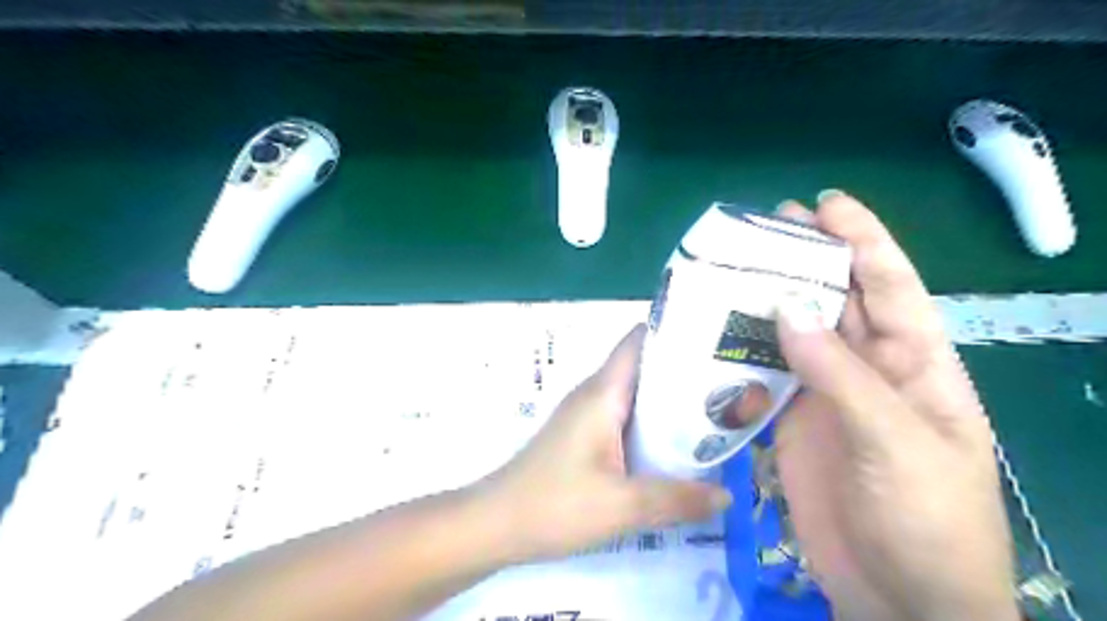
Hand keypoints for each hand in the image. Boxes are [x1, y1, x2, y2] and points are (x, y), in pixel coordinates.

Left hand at [478, 327, 732, 559]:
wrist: (496, 524)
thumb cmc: (554, 504)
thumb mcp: (622, 505)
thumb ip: (677, 499)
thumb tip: (727, 495)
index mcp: (603, 392)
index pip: (639, 340)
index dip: (675, 333)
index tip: (716, 343)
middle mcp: (595, 394)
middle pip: (644, 367)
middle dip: (684, 372)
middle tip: (730, 386)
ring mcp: (586, 415)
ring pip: (636, 395)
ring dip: (670, 401)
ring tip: (715, 414)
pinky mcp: (583, 436)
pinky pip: (625, 418)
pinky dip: (653, 424)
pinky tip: (677, 447)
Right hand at [772, 190, 1018, 619]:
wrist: (898, 598)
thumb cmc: (926, 519)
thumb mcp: (897, 442)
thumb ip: (841, 374)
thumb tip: (786, 308)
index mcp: (915, 364)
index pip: (890, 287)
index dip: (862, 241)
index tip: (825, 205)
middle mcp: (869, 369)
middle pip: (836, 301)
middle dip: (808, 258)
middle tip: (767, 225)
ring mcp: (827, 396)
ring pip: (795, 335)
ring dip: (767, 302)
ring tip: (732, 269)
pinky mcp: (793, 421)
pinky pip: (767, 376)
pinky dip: (742, 353)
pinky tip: (715, 332)